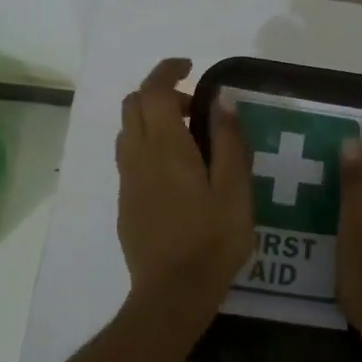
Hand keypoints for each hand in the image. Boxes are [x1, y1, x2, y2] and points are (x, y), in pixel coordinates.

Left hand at [115, 58, 254, 328]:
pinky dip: (149, 146)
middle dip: (160, 94)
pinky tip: (178, 175)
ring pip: (128, 131)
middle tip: (196, 109)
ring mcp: (128, 181)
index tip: (190, 68)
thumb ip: (229, 141)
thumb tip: (220, 101)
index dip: (168, 70)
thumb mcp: (235, 189)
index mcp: (166, 147)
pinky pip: (131, 158)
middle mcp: (138, 156)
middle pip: (134, 105)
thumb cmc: (212, 239)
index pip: (153, 90)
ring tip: (190, 141)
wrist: (172, 293)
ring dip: (153, 120)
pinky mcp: (126, 203)